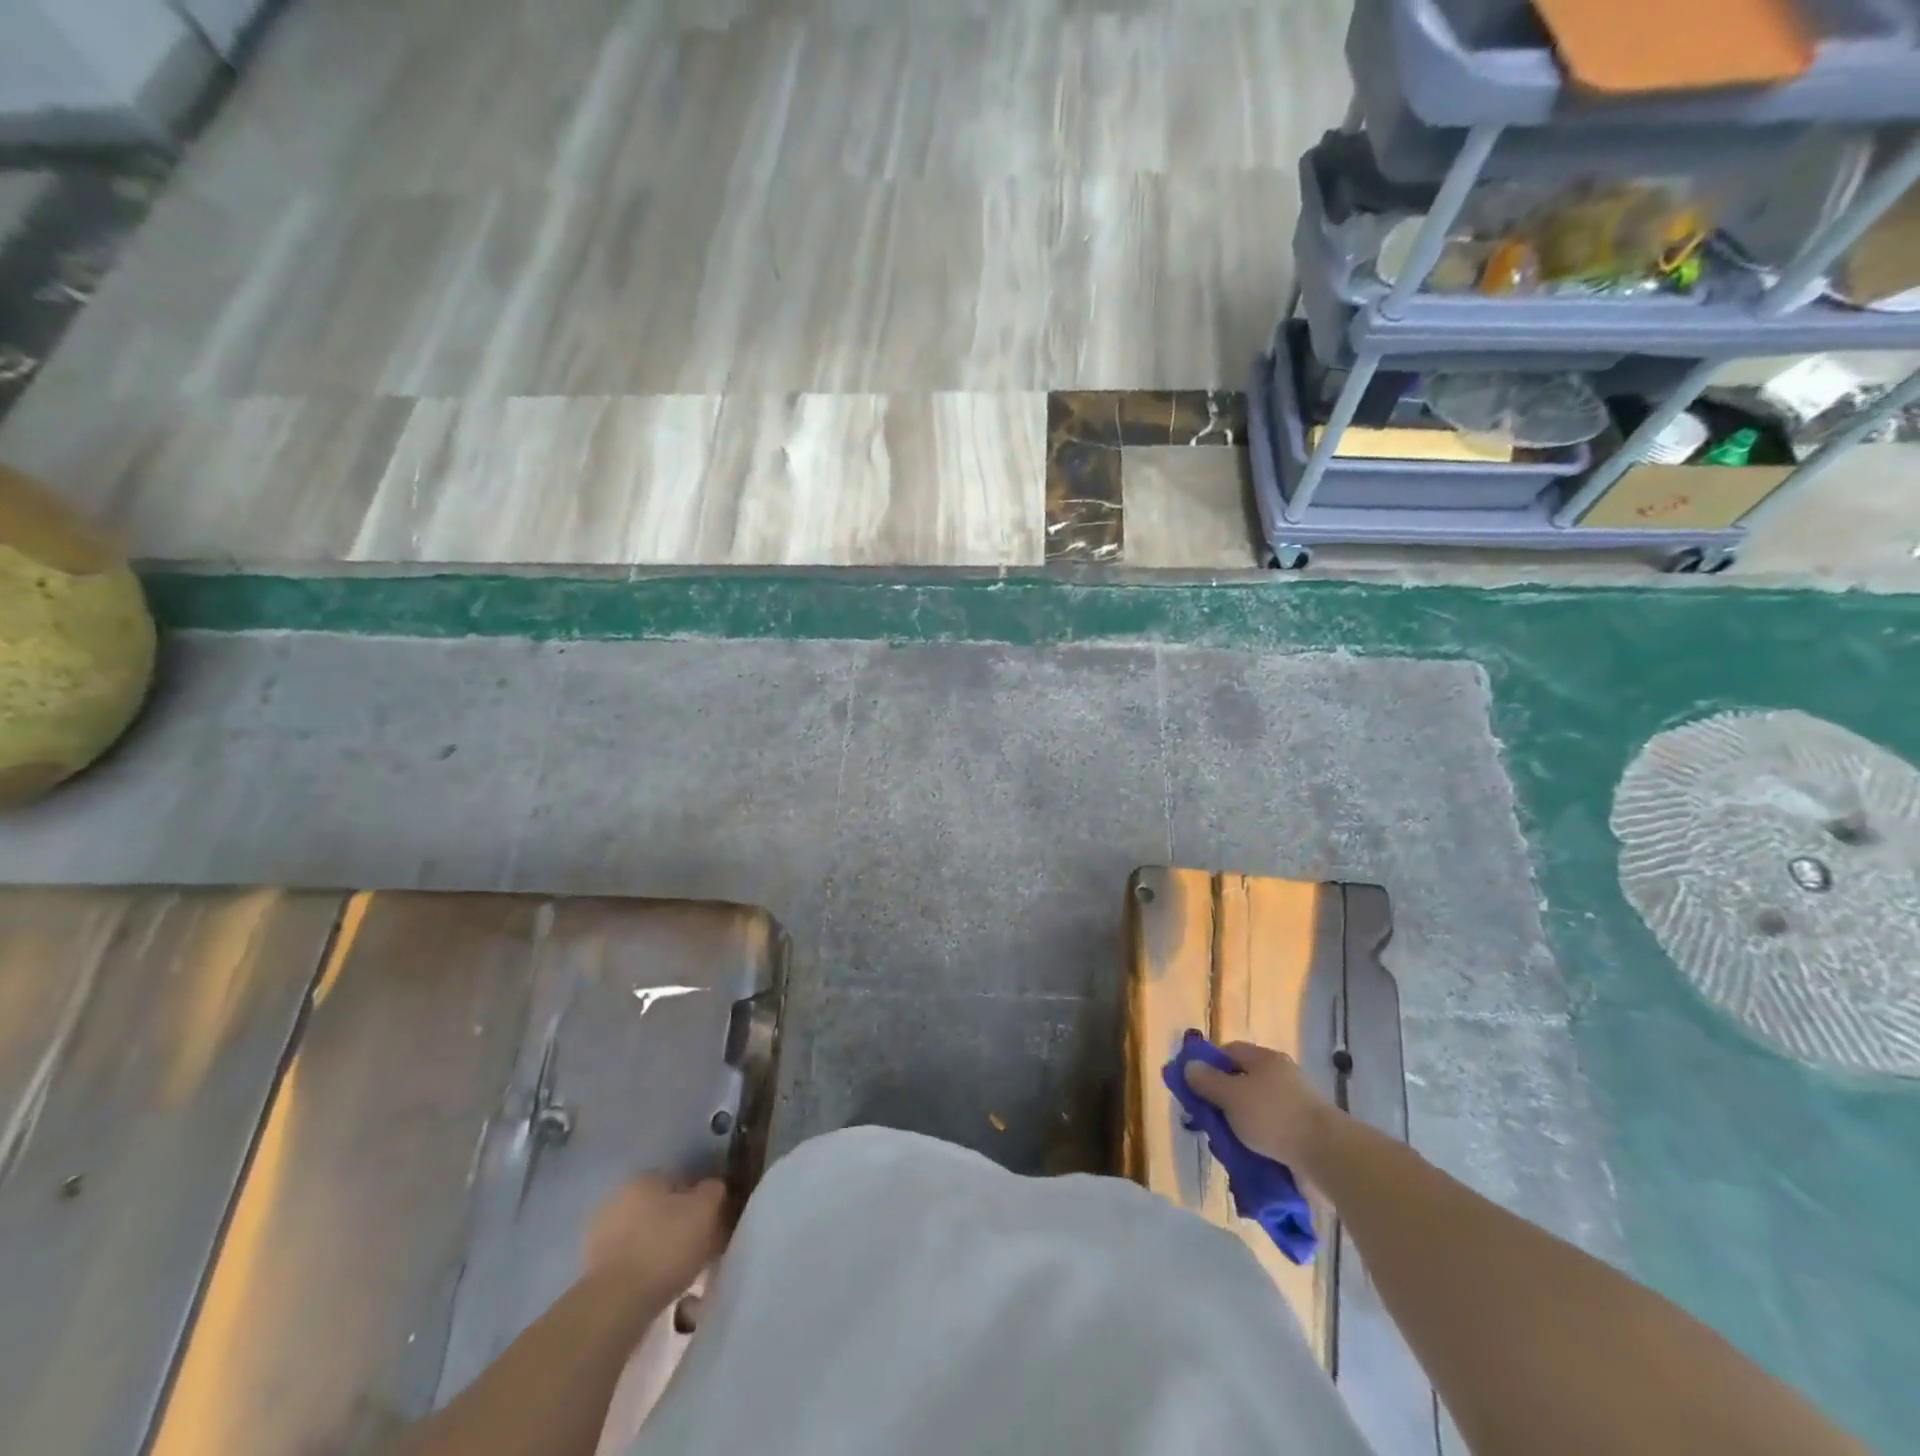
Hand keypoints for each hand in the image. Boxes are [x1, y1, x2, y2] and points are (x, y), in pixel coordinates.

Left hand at [584, 1175, 729, 1300]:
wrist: (617, 1305)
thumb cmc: (666, 1247)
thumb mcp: (706, 1209)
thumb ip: (715, 1190)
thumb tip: (713, 1188)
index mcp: (645, 1178)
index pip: (682, 1181)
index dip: (701, 1201)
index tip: (713, 1222)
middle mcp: (619, 1198)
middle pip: (661, 1208)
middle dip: (679, 1224)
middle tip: (700, 1248)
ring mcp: (600, 1236)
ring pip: (645, 1236)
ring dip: (661, 1248)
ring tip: (682, 1273)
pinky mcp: (592, 1271)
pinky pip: (630, 1263)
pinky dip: (645, 1270)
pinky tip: (659, 1287)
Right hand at [1183, 1041, 1339, 1171]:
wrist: (1328, 1156)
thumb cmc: (1274, 1117)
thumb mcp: (1231, 1096)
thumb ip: (1207, 1081)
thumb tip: (1188, 1066)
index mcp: (1266, 1060)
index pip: (1230, 1051)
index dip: (1209, 1064)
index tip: (1194, 1086)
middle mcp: (1281, 1078)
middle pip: (1242, 1083)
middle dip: (1223, 1103)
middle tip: (1207, 1122)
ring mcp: (1295, 1107)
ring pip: (1255, 1113)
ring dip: (1239, 1129)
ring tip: (1226, 1149)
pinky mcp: (1304, 1135)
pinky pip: (1271, 1136)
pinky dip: (1257, 1146)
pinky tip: (1247, 1161)